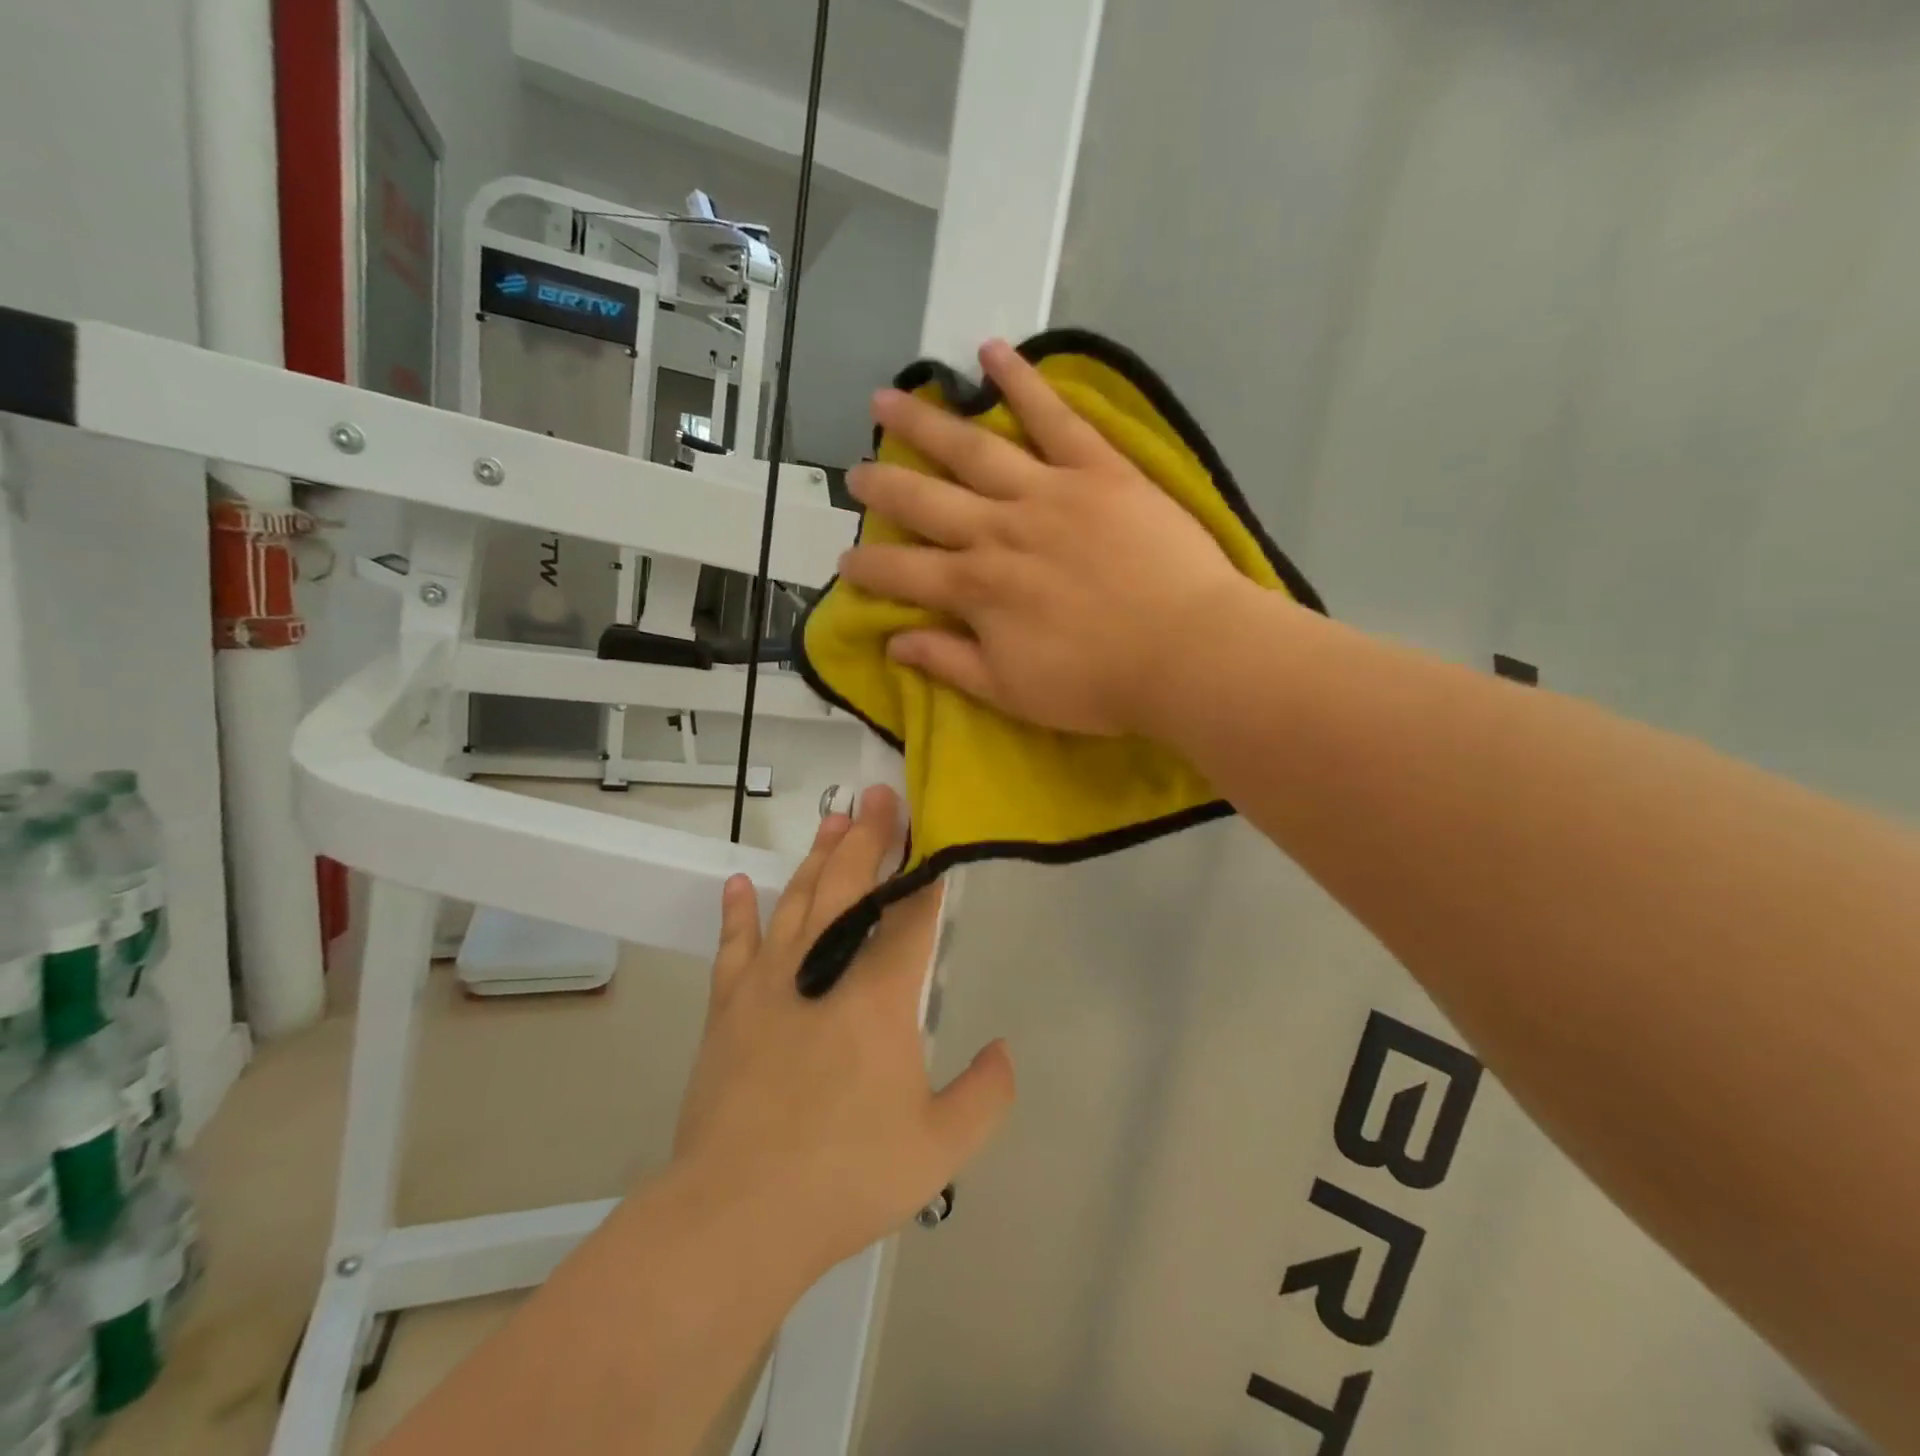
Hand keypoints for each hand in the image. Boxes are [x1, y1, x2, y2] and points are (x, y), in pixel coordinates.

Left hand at [672, 785, 1015, 1275]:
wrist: (737, 1215)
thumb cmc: (846, 1177)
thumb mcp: (940, 1149)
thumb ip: (985, 1095)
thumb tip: (1002, 1049)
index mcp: (879, 997)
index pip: (911, 917)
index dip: (925, 874)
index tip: (930, 835)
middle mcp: (825, 971)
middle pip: (851, 886)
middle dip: (869, 836)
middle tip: (879, 795)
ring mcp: (770, 983)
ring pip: (798, 901)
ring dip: (818, 857)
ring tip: (833, 818)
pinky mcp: (728, 1007)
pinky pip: (734, 945)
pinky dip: (738, 911)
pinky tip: (741, 883)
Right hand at [841, 339, 1253, 738]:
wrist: (1187, 652)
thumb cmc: (1098, 684)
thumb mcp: (1011, 691)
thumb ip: (948, 662)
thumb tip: (892, 644)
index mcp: (976, 589)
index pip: (903, 575)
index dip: (867, 570)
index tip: (843, 562)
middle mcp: (998, 530)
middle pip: (925, 501)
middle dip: (883, 487)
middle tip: (855, 472)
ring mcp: (1047, 492)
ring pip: (972, 448)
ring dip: (924, 423)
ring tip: (887, 399)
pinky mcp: (1097, 469)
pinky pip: (1053, 416)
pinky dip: (1021, 380)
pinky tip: (989, 352)